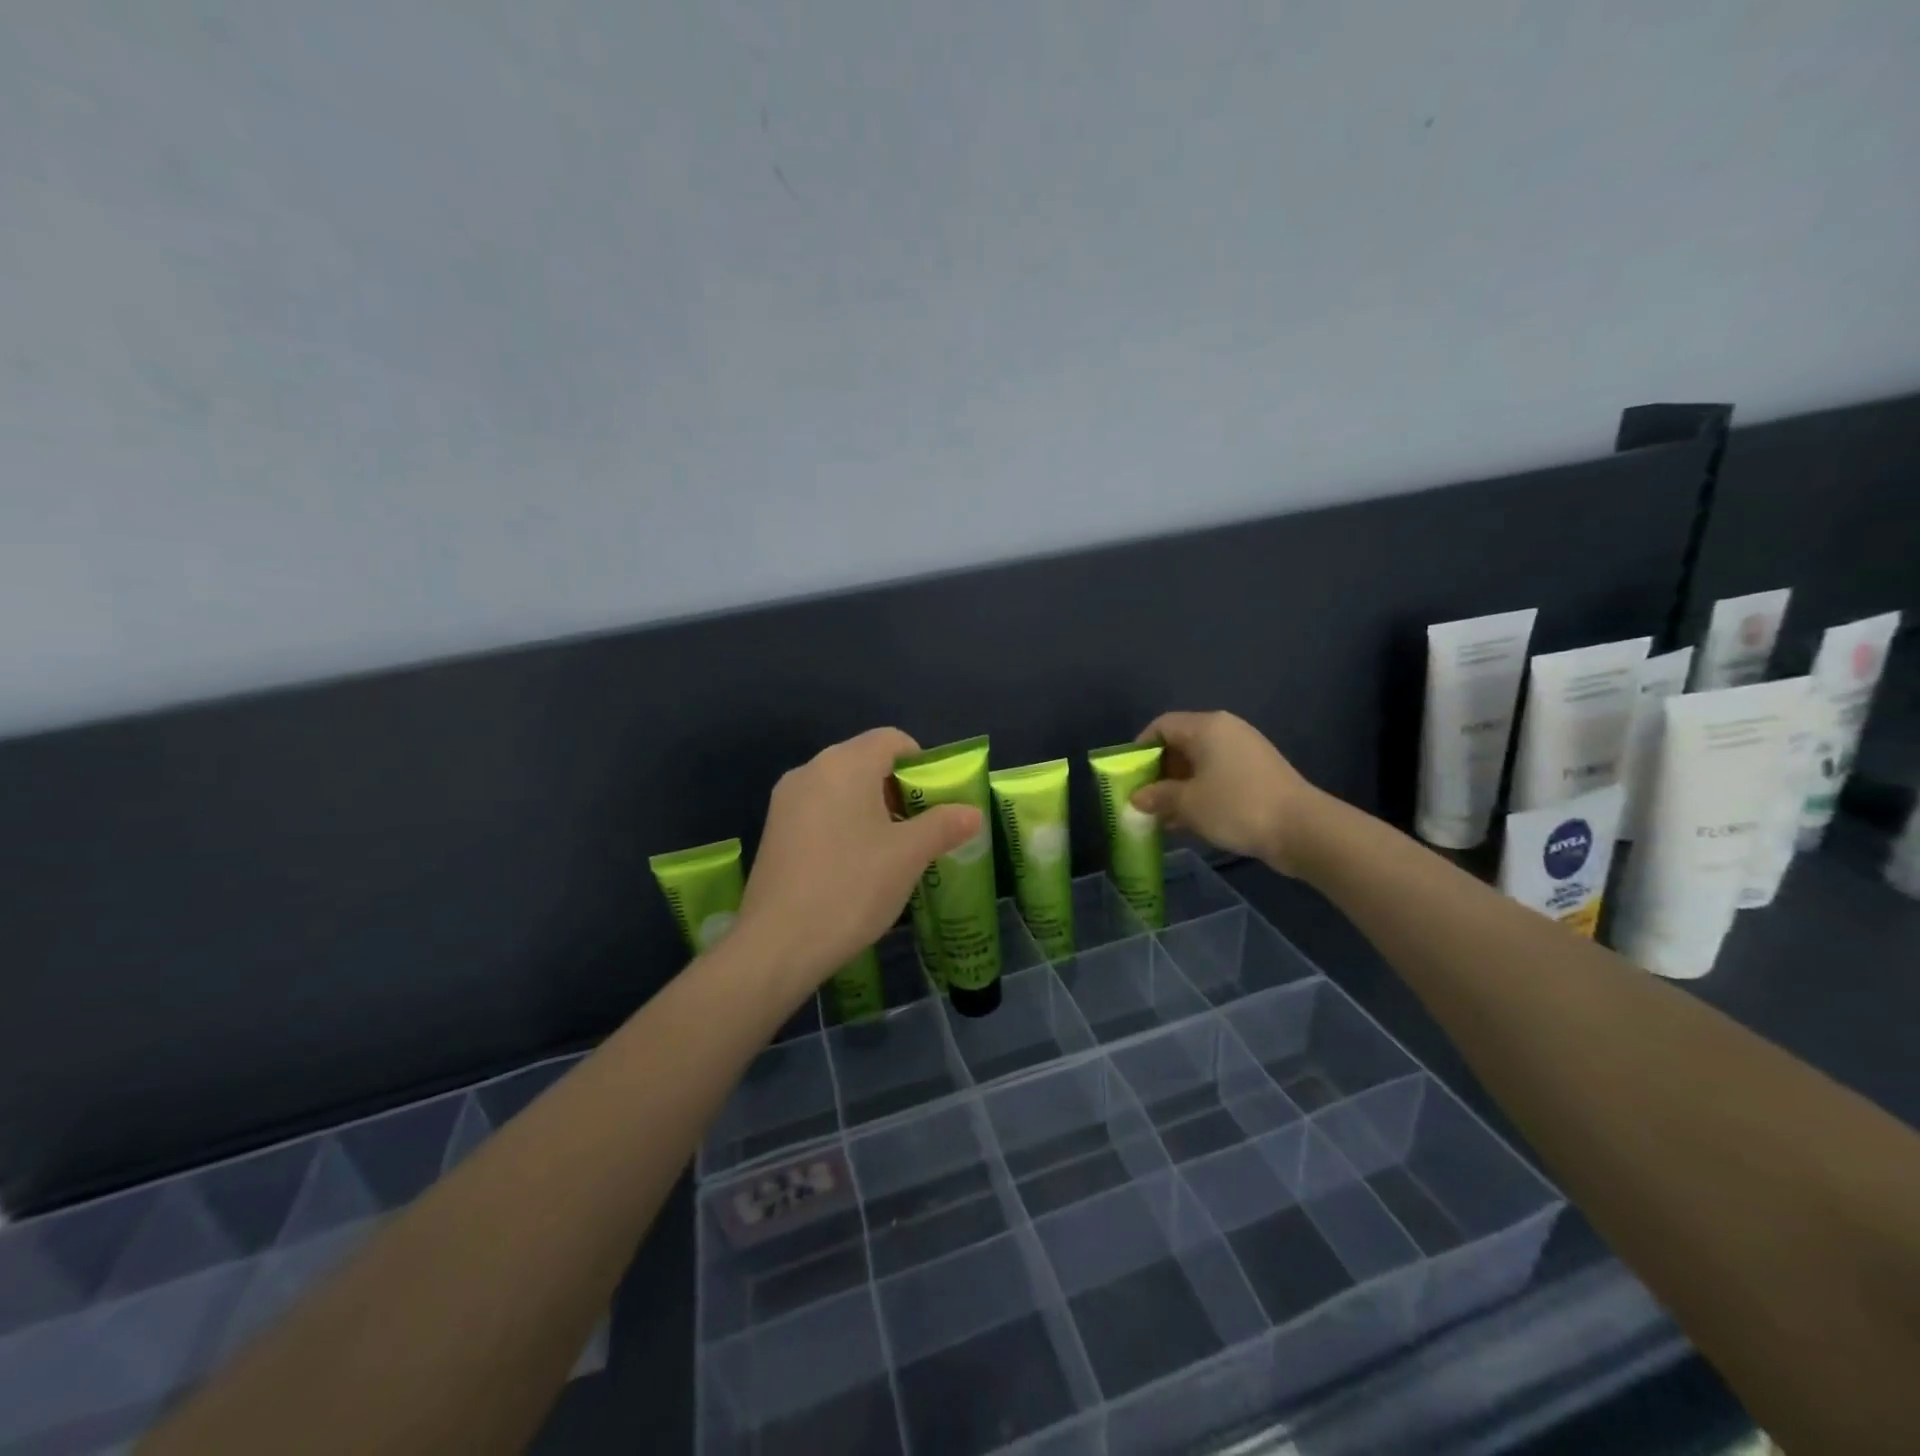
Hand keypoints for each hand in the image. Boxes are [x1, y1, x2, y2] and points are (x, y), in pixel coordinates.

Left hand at [737, 727, 980, 994]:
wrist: (778, 944)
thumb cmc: (851, 887)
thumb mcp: (908, 856)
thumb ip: (943, 826)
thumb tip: (972, 813)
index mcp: (844, 764)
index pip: (892, 739)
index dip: (922, 763)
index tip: (937, 801)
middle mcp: (811, 770)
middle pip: (866, 761)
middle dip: (899, 789)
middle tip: (921, 829)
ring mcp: (786, 801)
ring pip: (842, 788)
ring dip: (873, 809)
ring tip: (893, 851)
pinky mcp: (774, 830)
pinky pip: (820, 810)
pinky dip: (845, 824)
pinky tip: (855, 866)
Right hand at [1132, 711, 1319, 874]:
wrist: (1302, 829)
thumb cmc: (1236, 806)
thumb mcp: (1187, 803)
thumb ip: (1157, 796)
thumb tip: (1137, 797)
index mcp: (1206, 727)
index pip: (1162, 726)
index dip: (1140, 748)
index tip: (1128, 775)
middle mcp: (1226, 731)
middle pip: (1180, 743)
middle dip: (1158, 771)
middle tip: (1143, 798)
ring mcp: (1245, 751)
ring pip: (1199, 763)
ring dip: (1178, 786)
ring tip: (1162, 815)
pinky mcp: (1258, 773)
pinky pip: (1218, 776)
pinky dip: (1200, 792)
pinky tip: (1189, 820)